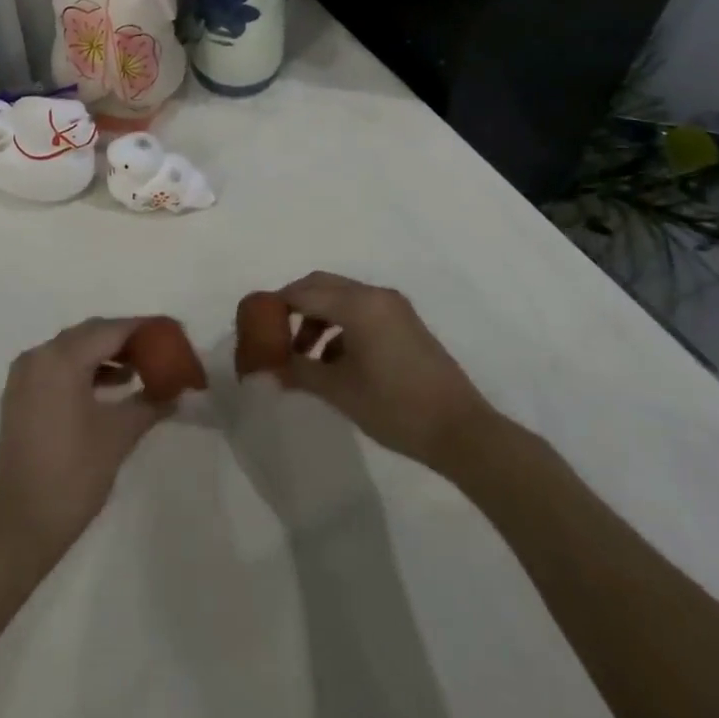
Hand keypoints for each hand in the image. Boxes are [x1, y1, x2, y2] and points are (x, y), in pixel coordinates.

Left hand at [0, 317, 169, 566]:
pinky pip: (58, 367)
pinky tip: (110, 388)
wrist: (18, 527)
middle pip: (90, 334)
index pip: (110, 330)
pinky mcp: (20, 396)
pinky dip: (85, 370)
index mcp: (61, 358)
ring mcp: (25, 375)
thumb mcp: (118, 436)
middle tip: (159, 351)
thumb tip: (177, 392)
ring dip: (105, 355)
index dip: (144, 329)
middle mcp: (39, 355)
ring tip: (140, 371)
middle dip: (125, 340)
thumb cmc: (72, 476)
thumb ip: (150, 404)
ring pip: (73, 350)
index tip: (172, 333)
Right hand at [274, 272, 490, 470]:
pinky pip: (362, 311)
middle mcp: (375, 295)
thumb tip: (270, 369)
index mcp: (358, 304)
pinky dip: (341, 326)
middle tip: (276, 333)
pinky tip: (334, 362)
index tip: (256, 322)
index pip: (304, 292)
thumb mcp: (340, 391)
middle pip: (323, 285)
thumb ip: (300, 372)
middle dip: (296, 305)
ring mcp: (394, 308)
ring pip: (342, 298)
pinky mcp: (406, 323)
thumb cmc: (395, 407)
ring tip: (304, 355)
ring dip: (318, 318)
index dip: (276, 304)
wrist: (462, 432)